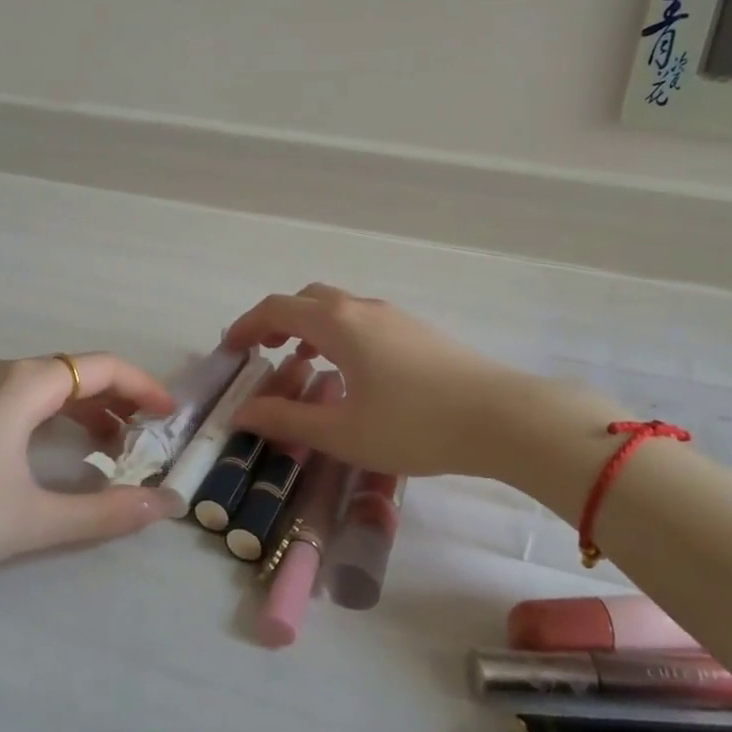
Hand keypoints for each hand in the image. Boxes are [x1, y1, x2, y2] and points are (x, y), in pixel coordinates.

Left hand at [0, 353, 178, 580]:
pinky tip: (52, 452)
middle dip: (118, 400)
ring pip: (46, 385)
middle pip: (76, 371)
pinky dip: (51, 416)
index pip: (102, 367)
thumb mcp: (31, 520)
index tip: (170, 415)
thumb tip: (163, 507)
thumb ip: (103, 513)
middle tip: (145, 438)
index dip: (144, 386)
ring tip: (108, 449)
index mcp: (24, 384)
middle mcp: (0, 372)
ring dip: (84, 410)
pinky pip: (19, 397)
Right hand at [222, 284, 553, 478]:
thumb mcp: (342, 433)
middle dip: (278, 320)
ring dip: (310, 326)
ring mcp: (395, 316)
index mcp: (338, 324)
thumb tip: (241, 412)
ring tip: (303, 362)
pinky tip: (351, 372)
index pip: (277, 309)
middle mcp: (363, 309)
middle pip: (307, 299)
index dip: (247, 324)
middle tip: (263, 352)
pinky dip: (339, 333)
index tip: (229, 349)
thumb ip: (287, 419)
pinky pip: (363, 319)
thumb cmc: (414, 426)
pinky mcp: (418, 330)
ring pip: (338, 307)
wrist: (502, 417)